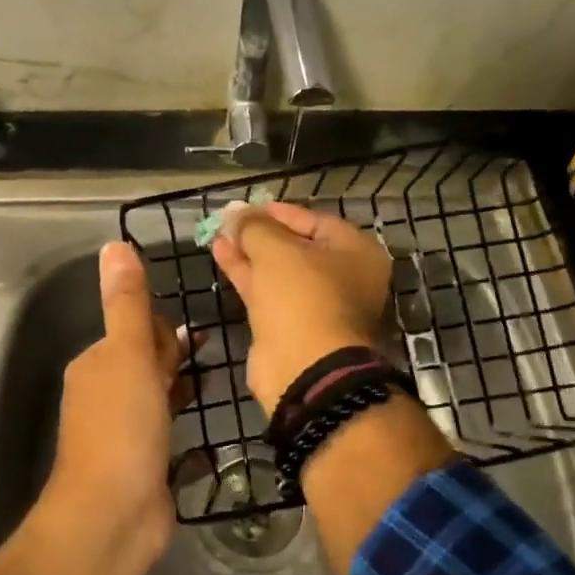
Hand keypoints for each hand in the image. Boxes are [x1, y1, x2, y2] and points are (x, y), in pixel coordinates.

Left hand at [45, 242, 190, 556]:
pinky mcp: (143, 464)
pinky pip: (168, 431)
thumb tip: (114, 244)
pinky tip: (210, 428)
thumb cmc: (122, 427)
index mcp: (97, 364)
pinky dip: (185, 423)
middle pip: (147, 361)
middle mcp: (105, 394)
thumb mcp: (128, 355)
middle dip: (176, 356)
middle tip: (216, 355)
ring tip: (219, 383)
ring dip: (183, 387)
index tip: (195, 340)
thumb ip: (128, 303)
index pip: (136, 330)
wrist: (112, 517)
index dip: (165, 331)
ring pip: (157, 396)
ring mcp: (123, 432)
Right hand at [208, 200, 392, 411]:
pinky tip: (221, 254)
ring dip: (249, 252)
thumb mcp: (276, 250)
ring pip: (279, 271)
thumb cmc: (302, 296)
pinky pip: (268, 292)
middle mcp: (342, 278)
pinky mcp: (291, 327)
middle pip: (297, 247)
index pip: (317, 221)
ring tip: (218, 233)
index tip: (249, 206)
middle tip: (230, 219)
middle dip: (261, 233)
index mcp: (356, 254)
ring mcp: (316, 306)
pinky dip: (246, 274)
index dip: (281, 212)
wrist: (304, 369)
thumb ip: (254, 226)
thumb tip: (236, 212)